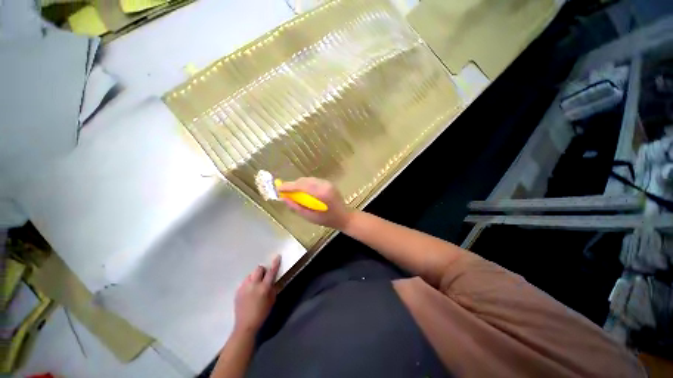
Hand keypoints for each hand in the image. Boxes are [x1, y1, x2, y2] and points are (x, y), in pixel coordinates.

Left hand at [234, 255, 280, 334]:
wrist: (245, 325)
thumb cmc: (262, 313)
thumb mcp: (272, 301)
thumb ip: (272, 288)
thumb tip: (271, 281)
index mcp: (264, 288)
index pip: (271, 272)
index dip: (275, 263)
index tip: (277, 256)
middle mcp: (253, 285)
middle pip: (258, 269)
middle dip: (262, 270)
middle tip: (264, 276)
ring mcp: (244, 287)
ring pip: (250, 275)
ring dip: (255, 277)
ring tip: (255, 285)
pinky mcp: (237, 291)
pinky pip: (244, 282)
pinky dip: (248, 283)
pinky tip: (249, 291)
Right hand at [277, 177, 352, 229]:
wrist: (344, 216)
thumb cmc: (328, 220)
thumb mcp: (310, 217)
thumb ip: (297, 207)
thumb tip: (284, 199)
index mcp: (321, 194)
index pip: (301, 186)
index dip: (288, 186)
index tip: (278, 189)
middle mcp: (324, 185)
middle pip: (304, 180)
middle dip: (293, 185)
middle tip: (284, 192)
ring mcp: (327, 183)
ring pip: (308, 179)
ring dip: (299, 184)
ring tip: (292, 192)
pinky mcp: (328, 183)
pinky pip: (313, 181)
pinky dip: (306, 184)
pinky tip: (303, 191)